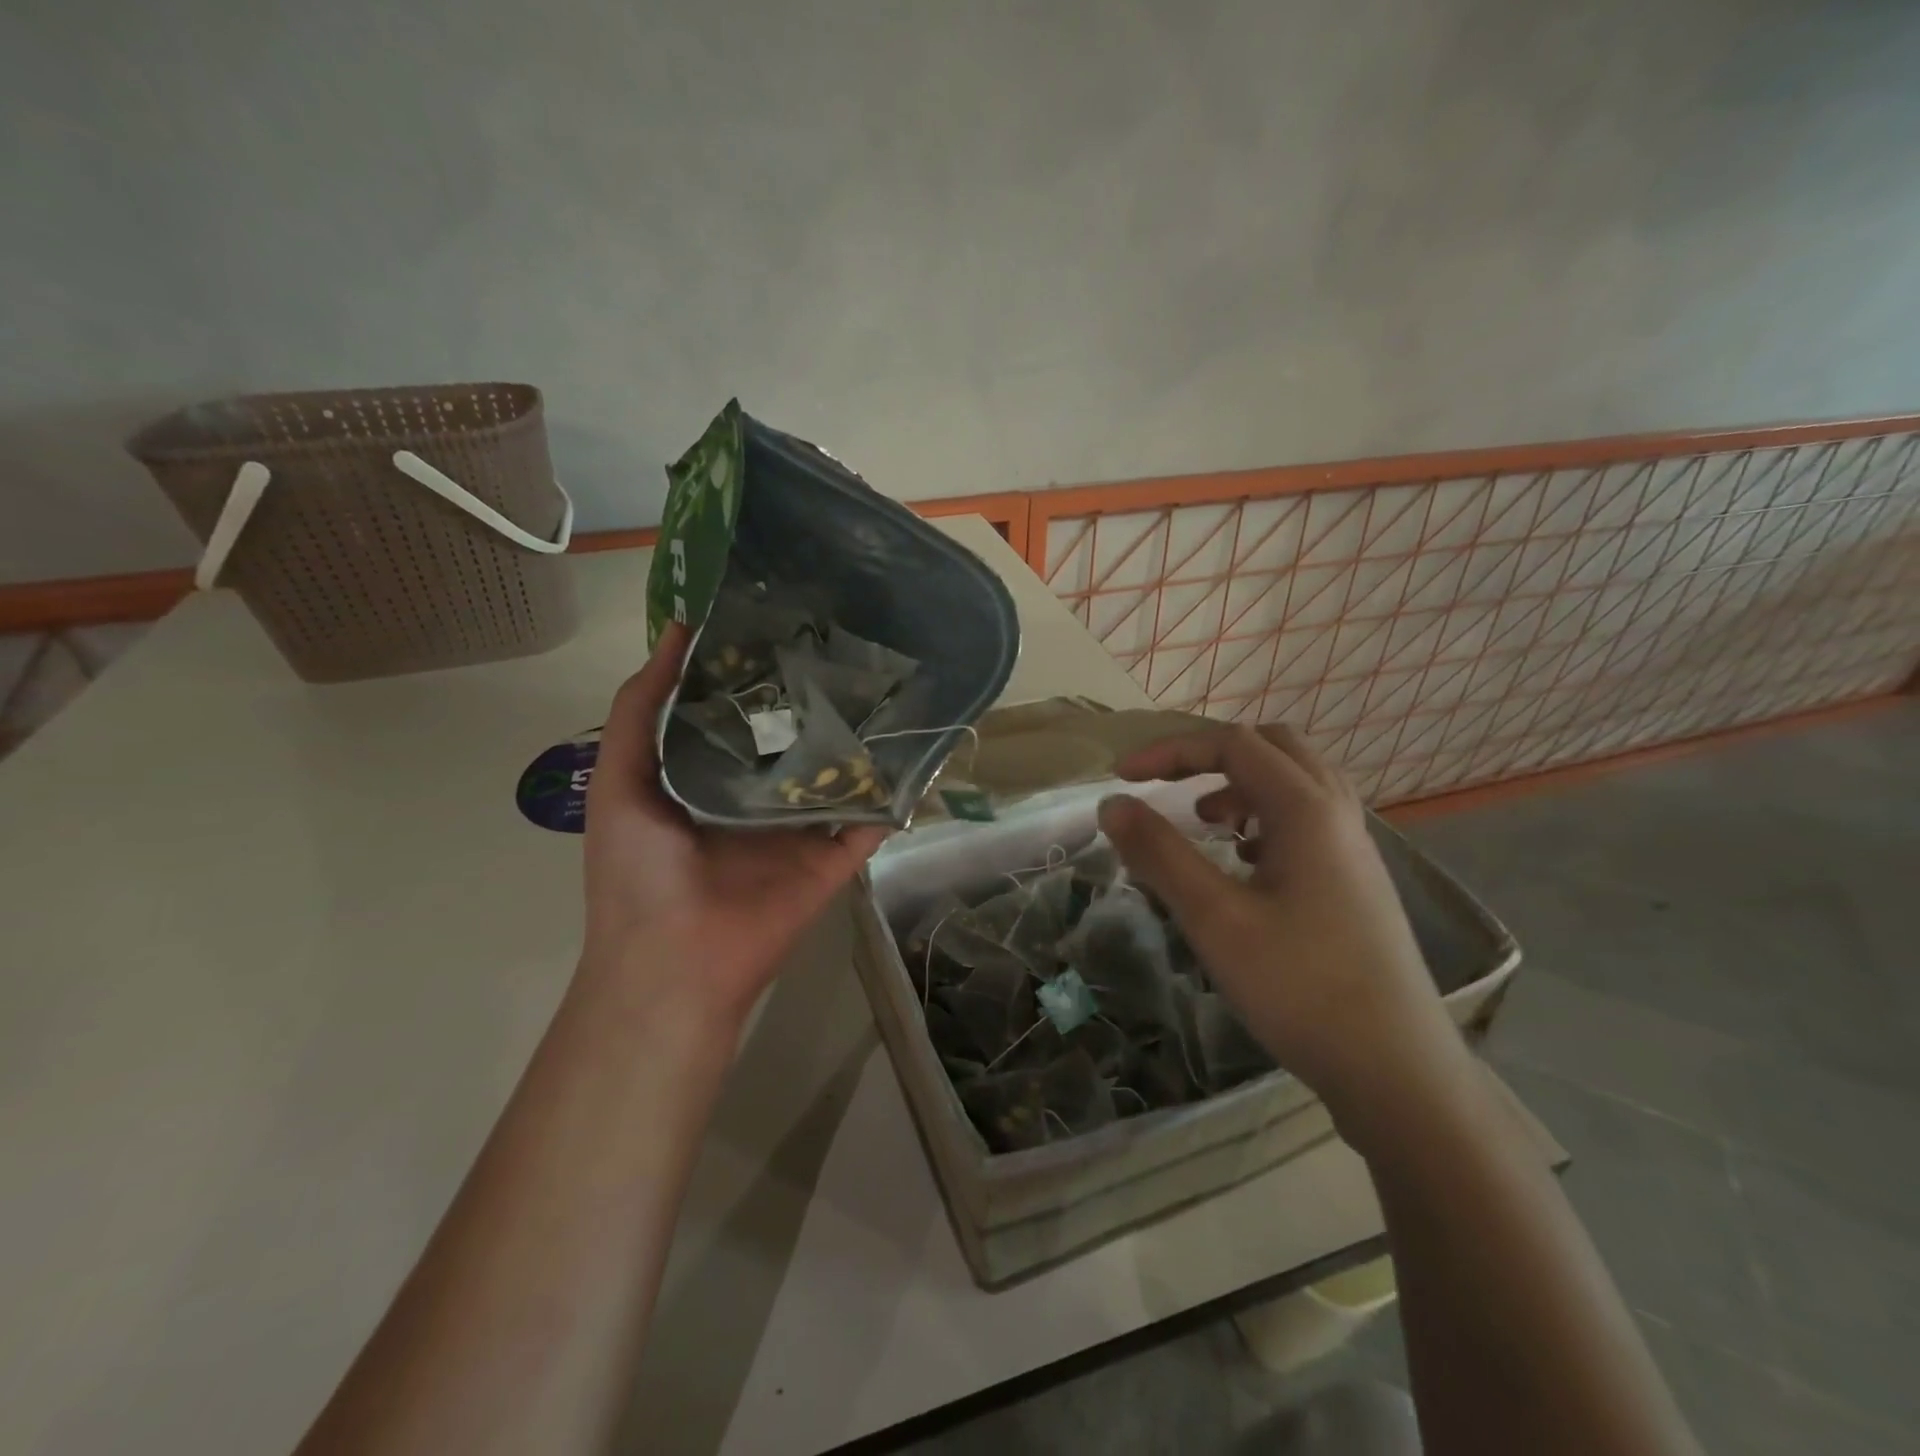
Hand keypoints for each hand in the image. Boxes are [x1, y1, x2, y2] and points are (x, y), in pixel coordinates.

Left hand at [580, 624, 887, 1031]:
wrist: (674, 960)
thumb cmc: (638, 870)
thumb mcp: (621, 778)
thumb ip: (641, 709)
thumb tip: (678, 632)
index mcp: (710, 777)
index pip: (742, 713)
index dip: (759, 670)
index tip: (785, 619)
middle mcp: (759, 796)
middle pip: (795, 738)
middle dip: (815, 697)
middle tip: (848, 640)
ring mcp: (801, 828)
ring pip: (838, 773)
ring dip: (861, 738)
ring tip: (890, 682)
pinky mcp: (834, 857)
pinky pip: (870, 819)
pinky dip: (893, 791)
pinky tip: (917, 746)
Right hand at [1097, 724, 1466, 1127]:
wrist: (1396, 1070)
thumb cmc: (1300, 987)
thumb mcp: (1214, 918)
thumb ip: (1159, 853)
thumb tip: (1112, 804)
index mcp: (1306, 809)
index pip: (1232, 744)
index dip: (1170, 751)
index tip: (1121, 778)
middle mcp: (1337, 813)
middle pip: (1273, 747)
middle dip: (1211, 754)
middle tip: (1168, 783)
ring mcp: (1354, 848)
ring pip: (1295, 782)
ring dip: (1241, 784)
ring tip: (1204, 820)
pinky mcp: (1356, 881)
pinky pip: (1307, 819)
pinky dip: (1264, 817)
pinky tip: (1242, 861)